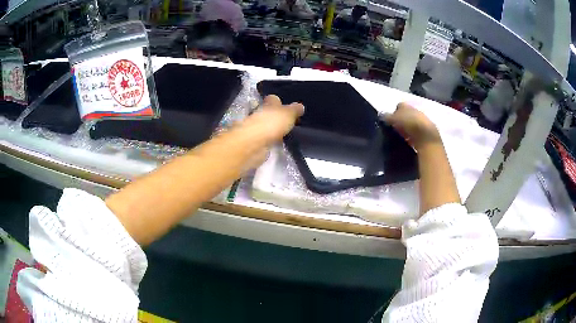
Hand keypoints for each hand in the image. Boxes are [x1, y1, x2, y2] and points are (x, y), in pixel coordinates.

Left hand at [241, 95, 304, 143]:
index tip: (285, 105)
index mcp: (268, 104)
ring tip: (282, 133)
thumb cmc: (271, 123)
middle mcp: (259, 114)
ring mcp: (255, 128)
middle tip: (285, 120)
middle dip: (274, 115)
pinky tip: (275, 143)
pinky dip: (268, 140)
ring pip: (265, 126)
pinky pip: (263, 139)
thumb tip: (300, 106)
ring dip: (270, 128)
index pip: (273, 99)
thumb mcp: (288, 114)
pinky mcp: (254, 142)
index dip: (279, 101)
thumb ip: (294, 110)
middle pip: (267, 112)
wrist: (253, 143)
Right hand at [382, 102, 439, 149]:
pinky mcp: (425, 132)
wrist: (426, 136)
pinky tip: (408, 140)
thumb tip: (381, 114)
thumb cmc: (409, 124)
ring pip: (411, 123)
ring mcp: (421, 121)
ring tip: (400, 135)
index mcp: (407, 105)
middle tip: (394, 128)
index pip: (399, 106)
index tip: (390, 120)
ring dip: (407, 127)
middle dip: (401, 119)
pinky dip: (412, 135)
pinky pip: (416, 132)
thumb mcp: (394, 119)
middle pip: (406, 114)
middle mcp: (415, 110)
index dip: (394, 112)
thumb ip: (387, 117)